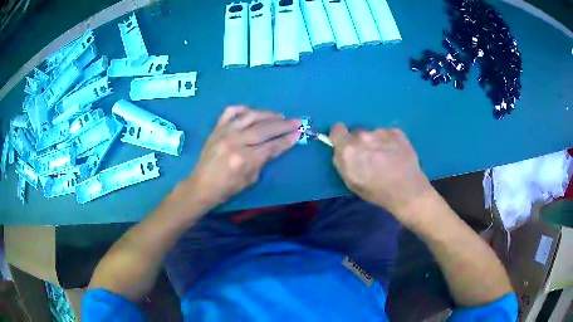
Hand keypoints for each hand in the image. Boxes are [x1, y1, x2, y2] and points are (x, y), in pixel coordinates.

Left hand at [187, 106, 300, 207]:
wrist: (201, 186)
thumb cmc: (227, 188)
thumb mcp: (250, 180)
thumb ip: (263, 161)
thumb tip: (276, 145)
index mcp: (244, 159)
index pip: (272, 146)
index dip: (287, 139)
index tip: (299, 132)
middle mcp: (235, 141)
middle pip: (264, 129)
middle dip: (283, 124)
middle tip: (297, 121)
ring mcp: (224, 132)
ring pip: (250, 116)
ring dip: (268, 114)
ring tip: (279, 115)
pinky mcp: (217, 128)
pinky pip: (230, 111)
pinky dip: (242, 109)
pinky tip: (252, 112)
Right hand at [330, 124, 433, 225]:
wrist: (407, 190)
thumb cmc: (376, 191)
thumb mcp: (351, 182)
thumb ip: (342, 162)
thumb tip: (341, 150)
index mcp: (348, 148)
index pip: (337, 129)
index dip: (340, 137)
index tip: (345, 145)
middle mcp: (363, 135)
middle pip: (356, 133)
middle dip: (360, 142)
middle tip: (369, 157)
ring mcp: (381, 132)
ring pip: (373, 133)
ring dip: (376, 142)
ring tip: (386, 158)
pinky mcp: (397, 132)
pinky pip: (388, 134)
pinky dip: (390, 142)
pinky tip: (396, 155)